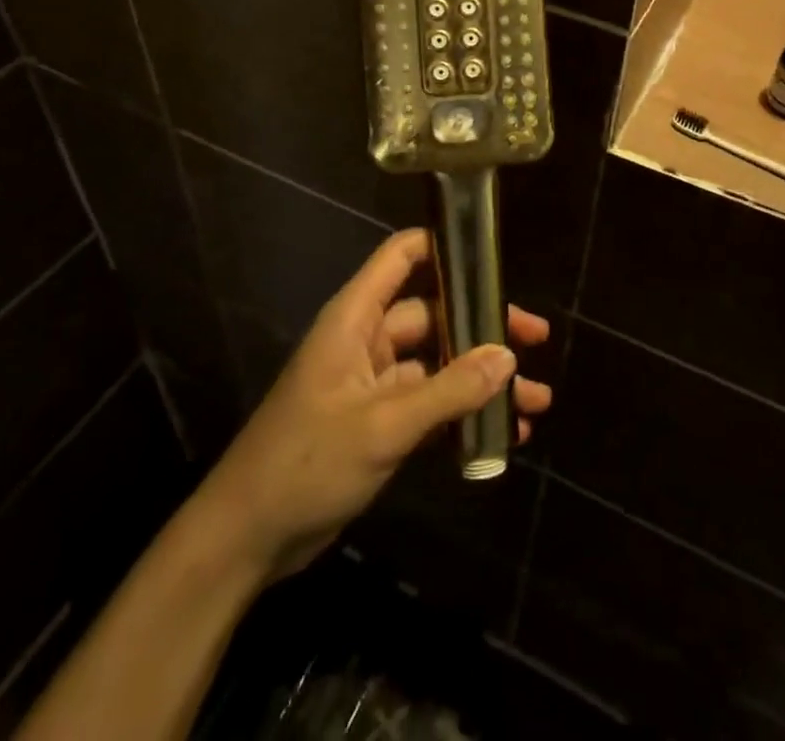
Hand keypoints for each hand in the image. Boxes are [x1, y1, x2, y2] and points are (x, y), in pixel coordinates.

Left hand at [202, 228, 551, 581]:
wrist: (246, 538)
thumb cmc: (306, 463)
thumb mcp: (383, 426)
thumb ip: (448, 390)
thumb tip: (508, 355)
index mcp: (356, 319)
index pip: (401, 256)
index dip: (443, 245)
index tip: (491, 256)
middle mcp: (367, 341)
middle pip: (435, 314)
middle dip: (485, 329)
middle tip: (536, 338)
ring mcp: (374, 383)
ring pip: (439, 364)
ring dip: (482, 380)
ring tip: (537, 402)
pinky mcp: (379, 422)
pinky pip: (431, 404)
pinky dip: (463, 414)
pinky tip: (504, 436)